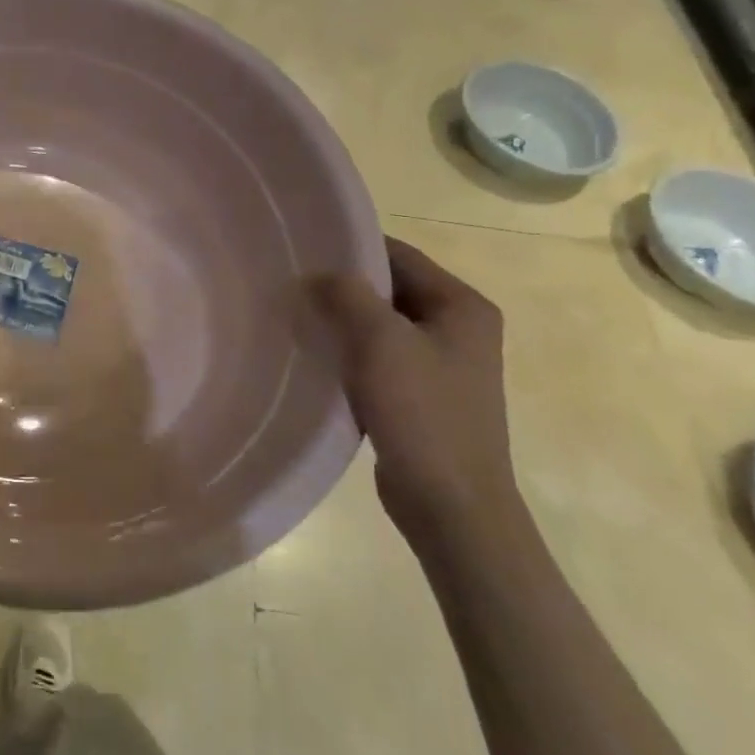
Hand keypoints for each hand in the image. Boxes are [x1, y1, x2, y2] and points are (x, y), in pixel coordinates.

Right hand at [314, 238, 519, 539]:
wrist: (451, 506)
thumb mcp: (379, 341)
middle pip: (389, 289)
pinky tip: (317, 358)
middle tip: (291, 285)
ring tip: (297, 318)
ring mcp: (442, 364)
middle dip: (342, 288)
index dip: (350, 248)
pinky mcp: (423, 395)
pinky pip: (380, 357)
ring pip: (380, 324)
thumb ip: (346, 294)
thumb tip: (316, 275)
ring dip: (343, 321)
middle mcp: (458, 328)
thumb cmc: (422, 413)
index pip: (398, 254)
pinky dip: (350, 353)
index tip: (302, 251)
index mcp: (462, 305)